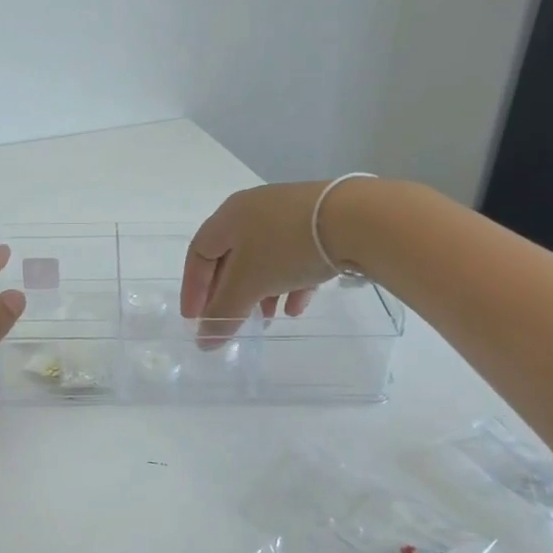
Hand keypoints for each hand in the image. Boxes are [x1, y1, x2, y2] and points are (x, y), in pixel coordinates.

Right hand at [181, 182, 351, 343]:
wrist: (358, 219)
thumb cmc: (287, 247)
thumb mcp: (249, 283)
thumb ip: (224, 313)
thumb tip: (204, 342)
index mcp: (229, 216)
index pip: (199, 253)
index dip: (193, 288)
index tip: (196, 320)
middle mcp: (255, 210)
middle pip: (232, 257)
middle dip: (230, 293)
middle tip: (232, 321)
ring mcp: (289, 214)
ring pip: (265, 259)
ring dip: (261, 292)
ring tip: (268, 320)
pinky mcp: (320, 223)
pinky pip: (295, 256)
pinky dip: (290, 282)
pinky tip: (297, 307)